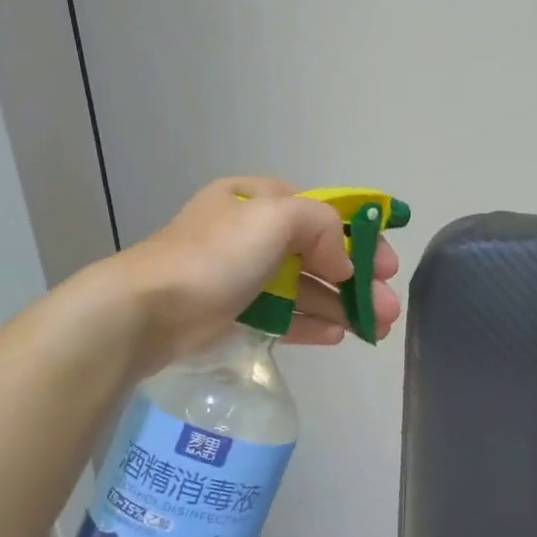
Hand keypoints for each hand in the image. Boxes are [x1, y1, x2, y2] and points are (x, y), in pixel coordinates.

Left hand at [107, 176, 401, 371]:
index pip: (322, 213)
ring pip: (305, 287)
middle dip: (358, 280)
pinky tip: (338, 336)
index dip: (360, 236)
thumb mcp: (275, 219)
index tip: (387, 265)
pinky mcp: (234, 311)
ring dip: (342, 305)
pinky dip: (312, 322)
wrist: (147, 311)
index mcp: (257, 199)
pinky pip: (283, 314)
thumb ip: (322, 227)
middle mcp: (251, 233)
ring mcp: (242, 274)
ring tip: (377, 329)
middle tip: (389, 307)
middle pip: (319, 254)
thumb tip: (342, 264)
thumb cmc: (215, 257)